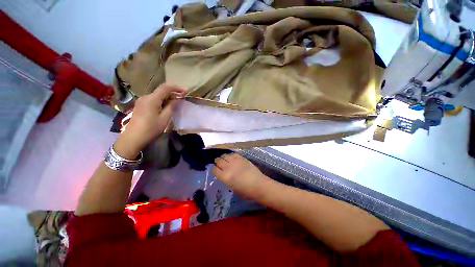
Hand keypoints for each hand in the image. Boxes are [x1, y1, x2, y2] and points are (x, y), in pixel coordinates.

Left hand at [114, 84, 185, 158]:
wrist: (133, 138)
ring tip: (176, 103)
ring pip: (157, 95)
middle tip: (182, 98)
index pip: (166, 87)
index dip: (177, 87)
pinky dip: (162, 101)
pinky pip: (153, 99)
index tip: (186, 91)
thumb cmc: (151, 129)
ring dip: (167, 97)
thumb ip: (171, 106)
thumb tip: (177, 98)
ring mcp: (142, 101)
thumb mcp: (164, 118)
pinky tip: (166, 106)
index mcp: (152, 99)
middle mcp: (146, 97)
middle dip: (173, 92)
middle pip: (161, 90)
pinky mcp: (141, 105)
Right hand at [213, 154, 270, 198]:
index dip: (214, 169)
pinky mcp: (241, 157)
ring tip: (225, 160)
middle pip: (218, 160)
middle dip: (217, 162)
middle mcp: (228, 167)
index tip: (215, 170)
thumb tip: (223, 173)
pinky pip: (233, 154)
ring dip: (223, 157)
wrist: (258, 184)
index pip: (214, 169)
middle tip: (219, 164)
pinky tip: (232, 158)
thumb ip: (225, 179)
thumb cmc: (245, 191)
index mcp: (225, 177)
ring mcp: (235, 161)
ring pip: (225, 155)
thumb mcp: (232, 187)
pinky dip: (231, 155)